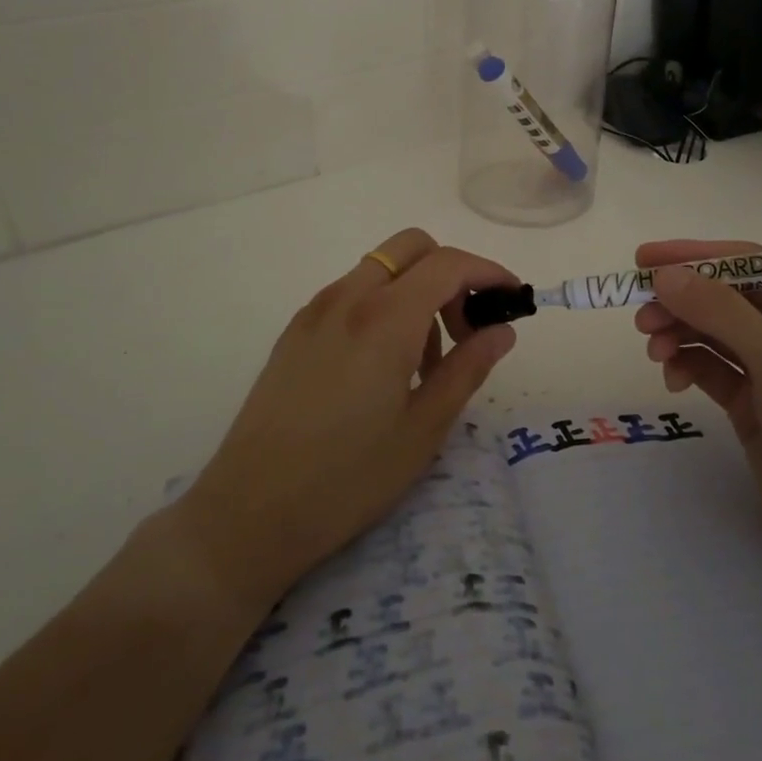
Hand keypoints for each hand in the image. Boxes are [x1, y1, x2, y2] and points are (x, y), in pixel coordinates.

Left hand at [169, 229, 518, 609]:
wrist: (249, 513)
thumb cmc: (348, 478)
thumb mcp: (423, 430)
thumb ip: (467, 369)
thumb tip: (502, 330)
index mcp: (385, 318)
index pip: (449, 264)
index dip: (489, 272)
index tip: (512, 298)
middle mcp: (348, 298)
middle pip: (412, 247)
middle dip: (450, 273)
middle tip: (464, 330)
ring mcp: (315, 311)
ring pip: (381, 269)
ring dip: (415, 291)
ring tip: (423, 363)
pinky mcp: (294, 331)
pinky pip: (351, 293)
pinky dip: (382, 305)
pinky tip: (382, 366)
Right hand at [633, 240, 761, 604]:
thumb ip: (722, 314)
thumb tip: (665, 275)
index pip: (751, 266)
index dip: (697, 258)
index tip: (645, 259)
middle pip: (727, 299)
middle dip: (683, 302)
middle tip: (640, 314)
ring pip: (714, 333)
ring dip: (679, 333)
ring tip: (652, 350)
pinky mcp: (754, 404)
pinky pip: (712, 368)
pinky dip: (687, 365)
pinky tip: (671, 378)